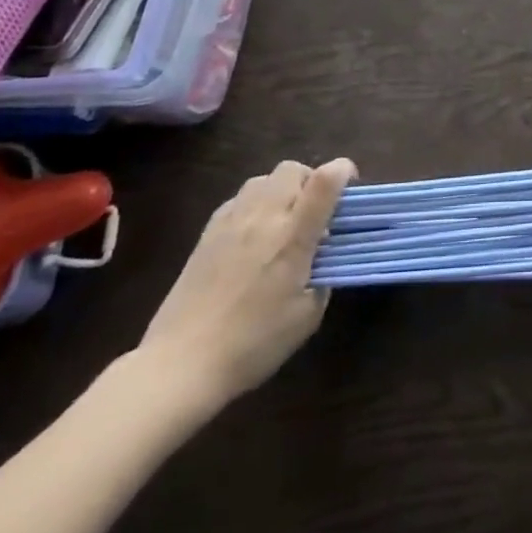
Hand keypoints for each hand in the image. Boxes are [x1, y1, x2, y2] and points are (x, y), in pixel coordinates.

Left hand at [138, 158, 355, 410]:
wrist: (181, 364)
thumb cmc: (252, 344)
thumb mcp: (306, 318)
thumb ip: (323, 280)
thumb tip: (321, 262)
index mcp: (293, 235)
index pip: (325, 181)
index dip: (344, 171)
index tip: (350, 186)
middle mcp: (264, 217)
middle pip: (292, 169)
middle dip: (311, 180)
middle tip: (315, 213)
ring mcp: (231, 221)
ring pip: (263, 179)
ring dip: (281, 190)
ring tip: (283, 222)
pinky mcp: (207, 233)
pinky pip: (239, 199)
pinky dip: (254, 205)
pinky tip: (253, 236)